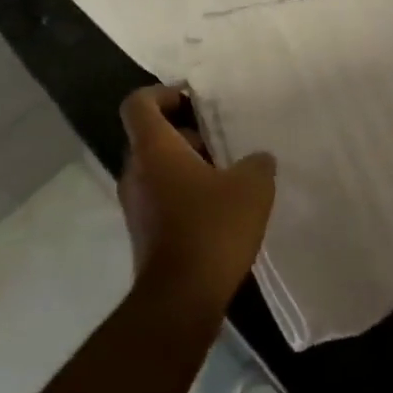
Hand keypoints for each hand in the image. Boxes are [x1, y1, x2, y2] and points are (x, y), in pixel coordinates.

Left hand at [117, 87, 275, 316]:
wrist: (180, 299)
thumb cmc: (212, 228)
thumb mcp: (251, 187)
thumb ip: (257, 163)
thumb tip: (257, 159)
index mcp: (153, 148)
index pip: (139, 103)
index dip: (163, 93)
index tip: (193, 98)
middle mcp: (136, 171)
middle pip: (151, 135)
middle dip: (185, 132)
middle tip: (220, 138)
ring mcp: (135, 204)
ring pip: (157, 167)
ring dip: (186, 164)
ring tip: (226, 174)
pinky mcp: (143, 232)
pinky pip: (160, 196)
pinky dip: (183, 191)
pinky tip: (218, 208)